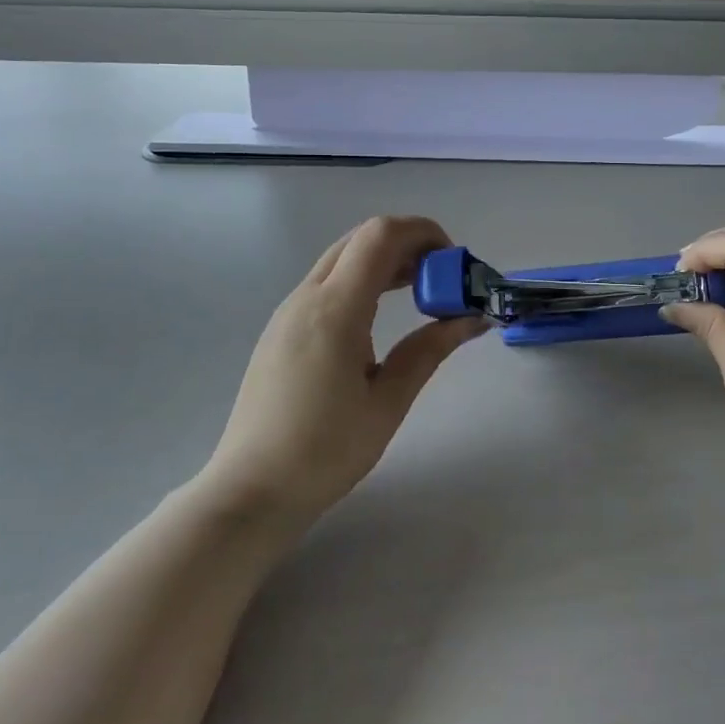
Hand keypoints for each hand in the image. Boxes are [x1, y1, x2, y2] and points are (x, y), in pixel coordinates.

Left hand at [206, 216, 485, 532]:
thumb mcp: (388, 402)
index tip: (453, 264)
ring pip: (343, 258)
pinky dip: (363, 280)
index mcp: (335, 310)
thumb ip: (430, 350)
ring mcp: (289, 311)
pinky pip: (327, 282)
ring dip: (385, 262)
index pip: (381, 236)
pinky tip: (380, 317)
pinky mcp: (282, 329)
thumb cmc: (325, 451)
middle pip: (362, 238)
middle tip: (442, 280)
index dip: (423, 233)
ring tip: (420, 296)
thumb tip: (473, 319)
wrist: (251, 490)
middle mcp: (307, 297)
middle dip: (409, 245)